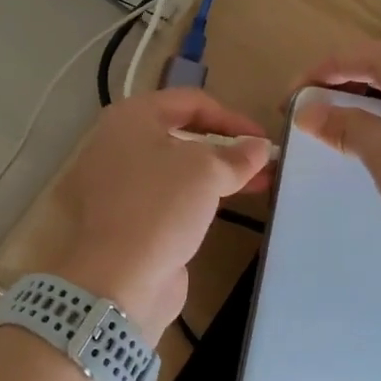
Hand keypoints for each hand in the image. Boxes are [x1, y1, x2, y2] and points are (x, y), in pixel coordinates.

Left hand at [41, 89, 271, 336]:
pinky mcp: (125, 217)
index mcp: (131, 118)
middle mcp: (119, 143)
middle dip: (226, 146)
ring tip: (259, 183)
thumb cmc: (160, 207)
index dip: (232, 117)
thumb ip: (237, 155)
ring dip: (217, 172)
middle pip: (181, 133)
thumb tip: (258, 147)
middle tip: (263, 161)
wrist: (117, 278)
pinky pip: (168, 196)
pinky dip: (198, 196)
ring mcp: (118, 182)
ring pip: (176, 167)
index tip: (263, 139)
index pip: (190, 102)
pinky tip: (228, 205)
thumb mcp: (206, 171)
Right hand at [296, 37, 380, 244]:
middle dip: (340, 85)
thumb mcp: (376, 147)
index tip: (287, 101)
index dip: (312, 76)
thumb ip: (339, 123)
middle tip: (312, 111)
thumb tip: (306, 110)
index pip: (346, 56)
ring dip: (369, 98)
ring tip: (345, 123)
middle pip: (375, 63)